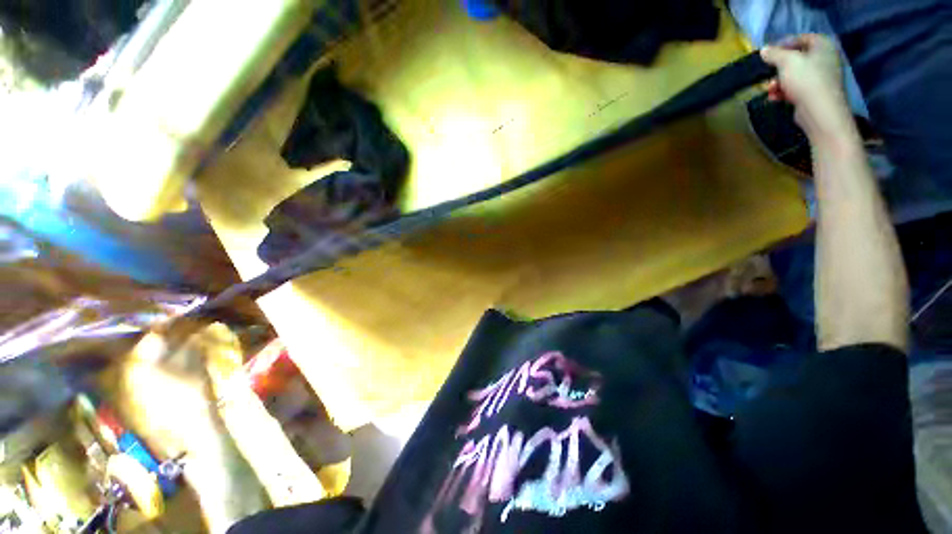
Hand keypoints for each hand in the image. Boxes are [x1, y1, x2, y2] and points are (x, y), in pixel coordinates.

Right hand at [761, 34, 852, 138]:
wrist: (820, 112)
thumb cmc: (806, 80)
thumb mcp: (786, 61)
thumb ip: (774, 54)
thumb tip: (764, 50)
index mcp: (823, 46)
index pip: (803, 38)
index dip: (786, 44)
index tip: (770, 53)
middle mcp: (826, 59)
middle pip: (798, 59)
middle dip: (780, 68)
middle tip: (768, 74)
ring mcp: (822, 78)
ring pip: (795, 75)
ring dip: (779, 82)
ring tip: (770, 89)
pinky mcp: (815, 94)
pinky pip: (797, 89)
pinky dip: (784, 92)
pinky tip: (774, 98)